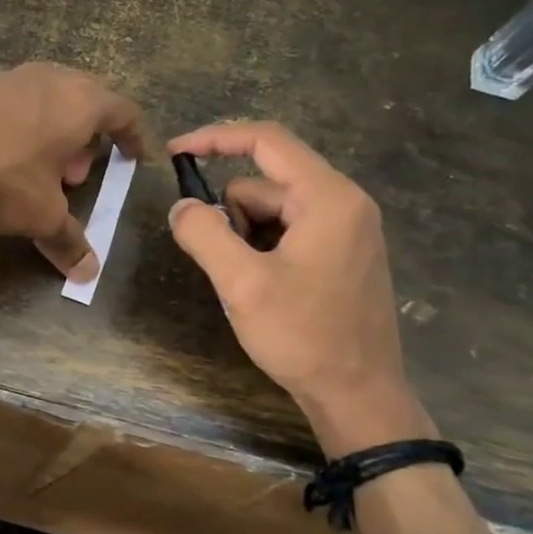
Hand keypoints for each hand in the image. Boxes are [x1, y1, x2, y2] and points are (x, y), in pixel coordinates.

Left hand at [0, 63, 145, 279]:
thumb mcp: (40, 216)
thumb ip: (69, 240)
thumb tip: (88, 274)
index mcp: (77, 102)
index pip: (122, 110)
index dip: (132, 135)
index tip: (134, 155)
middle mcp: (43, 79)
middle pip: (80, 99)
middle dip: (85, 136)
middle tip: (75, 174)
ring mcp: (0, 79)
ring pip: (39, 100)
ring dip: (47, 132)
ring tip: (35, 170)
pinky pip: (3, 106)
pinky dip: (11, 129)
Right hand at [167, 121, 431, 455]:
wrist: (358, 395)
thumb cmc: (303, 335)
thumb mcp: (241, 283)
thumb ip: (204, 234)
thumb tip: (181, 205)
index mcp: (328, 198)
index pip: (266, 141)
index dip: (215, 138)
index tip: (174, 152)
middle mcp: (344, 202)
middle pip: (264, 182)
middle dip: (231, 213)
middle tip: (226, 265)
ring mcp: (347, 229)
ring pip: (272, 209)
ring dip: (245, 236)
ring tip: (248, 284)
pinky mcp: (342, 253)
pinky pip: (288, 230)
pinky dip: (262, 248)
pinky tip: (264, 288)